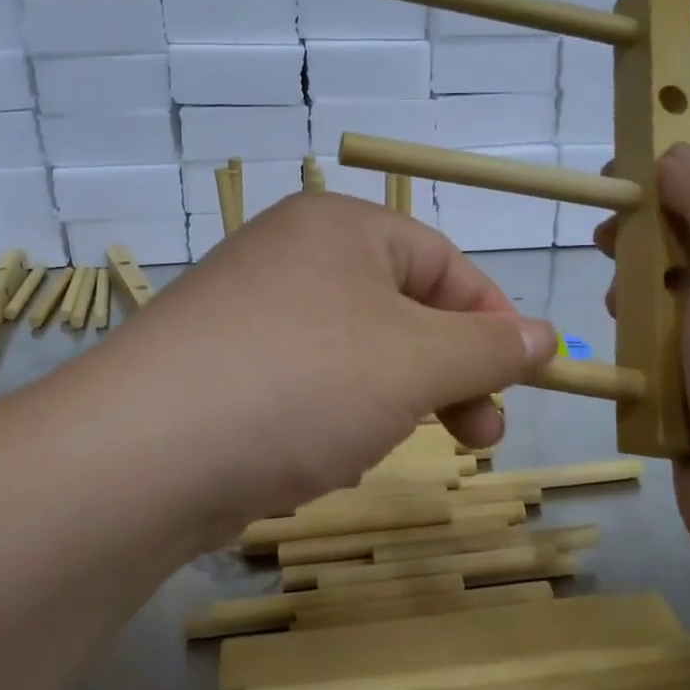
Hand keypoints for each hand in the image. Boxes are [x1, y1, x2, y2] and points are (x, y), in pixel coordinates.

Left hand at [73, 193, 556, 543]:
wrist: (142, 456)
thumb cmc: (300, 384)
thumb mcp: (414, 362)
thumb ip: (489, 347)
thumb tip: (547, 337)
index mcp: (340, 228)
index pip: (445, 263)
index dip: (493, 322)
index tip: (523, 382)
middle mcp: (292, 257)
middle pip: (401, 310)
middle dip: (446, 375)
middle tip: (479, 436)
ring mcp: (251, 313)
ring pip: (355, 356)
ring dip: (389, 404)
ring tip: (375, 449)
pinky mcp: (222, 370)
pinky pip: (305, 387)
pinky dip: (331, 422)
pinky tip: (318, 461)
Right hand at [596, 147, 689, 580]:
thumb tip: (673, 155)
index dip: (660, 192)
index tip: (611, 199)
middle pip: (684, 259)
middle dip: (642, 258)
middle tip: (613, 269)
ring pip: (665, 320)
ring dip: (636, 318)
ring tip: (626, 334)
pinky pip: (658, 376)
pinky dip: (638, 373)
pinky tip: (627, 381)